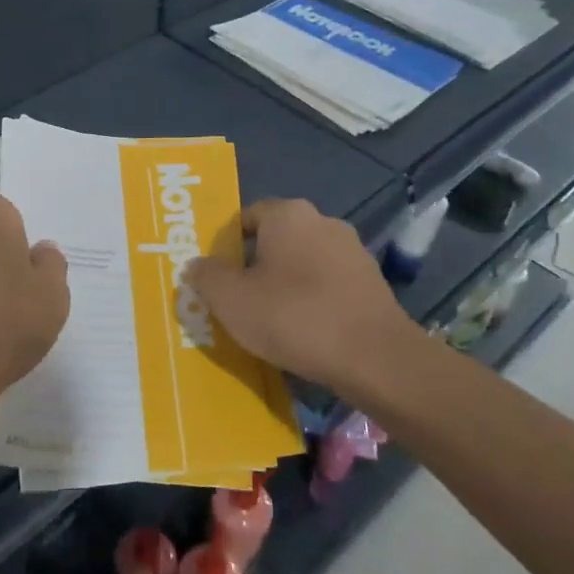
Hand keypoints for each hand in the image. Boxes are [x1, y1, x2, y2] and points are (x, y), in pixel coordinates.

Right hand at [185, 198, 421, 402]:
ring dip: (285, 285)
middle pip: (275, 240)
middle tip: (238, 300)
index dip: (226, 245)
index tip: (217, 277)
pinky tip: (305, 332)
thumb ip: (206, 276)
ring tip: (271, 322)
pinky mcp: (373, 284)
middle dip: (255, 266)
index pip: (246, 217)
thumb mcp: (230, 300)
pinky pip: (328, 286)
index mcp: (288, 214)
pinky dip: (313, 302)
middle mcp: (323, 222)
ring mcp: (353, 252)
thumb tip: (198, 265)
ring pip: (303, 264)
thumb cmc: (294, 317)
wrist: (376, 358)